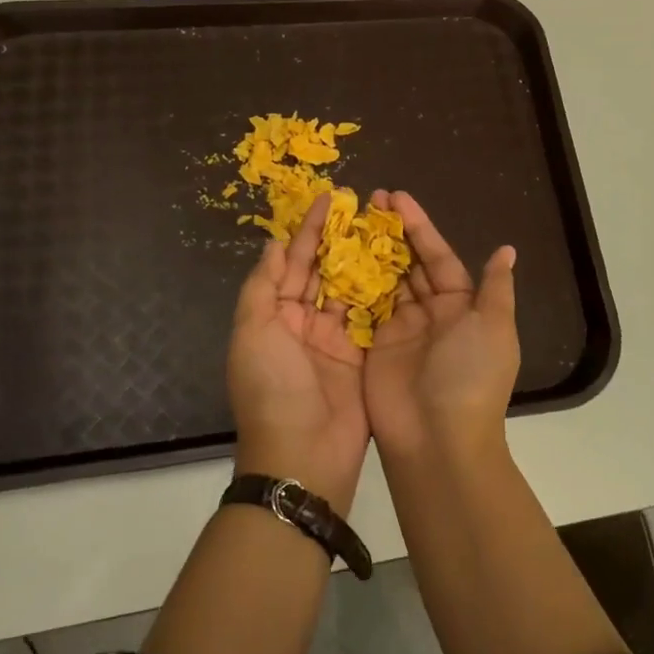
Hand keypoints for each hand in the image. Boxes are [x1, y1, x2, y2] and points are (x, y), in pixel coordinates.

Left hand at [227, 193, 369, 513]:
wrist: (302, 455)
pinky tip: (401, 266)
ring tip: (386, 228)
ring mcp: (336, 340)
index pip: (293, 263)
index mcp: (275, 316)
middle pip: (324, 272)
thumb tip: (274, 243)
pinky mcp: (364, 356)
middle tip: (365, 207)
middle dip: (341, 239)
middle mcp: (305, 323)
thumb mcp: (253, 332)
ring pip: (351, 289)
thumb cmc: (272, 388)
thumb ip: (263, 286)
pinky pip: (373, 317)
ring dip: (365, 261)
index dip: (310, 230)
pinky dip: (384, 292)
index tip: (330, 198)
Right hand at [363, 191, 518, 463]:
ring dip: (368, 253)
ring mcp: (399, 330)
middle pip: (408, 264)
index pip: (437, 256)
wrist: (439, 440)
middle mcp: (430, 313)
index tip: (395, 197)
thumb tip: (506, 250)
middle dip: (389, 233)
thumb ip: (495, 288)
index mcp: (461, 305)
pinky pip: (361, 309)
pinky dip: (350, 285)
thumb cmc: (470, 376)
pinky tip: (333, 259)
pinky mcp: (373, 347)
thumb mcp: (494, 328)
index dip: (418, 226)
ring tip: (347, 222)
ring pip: (383, 281)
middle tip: (366, 201)